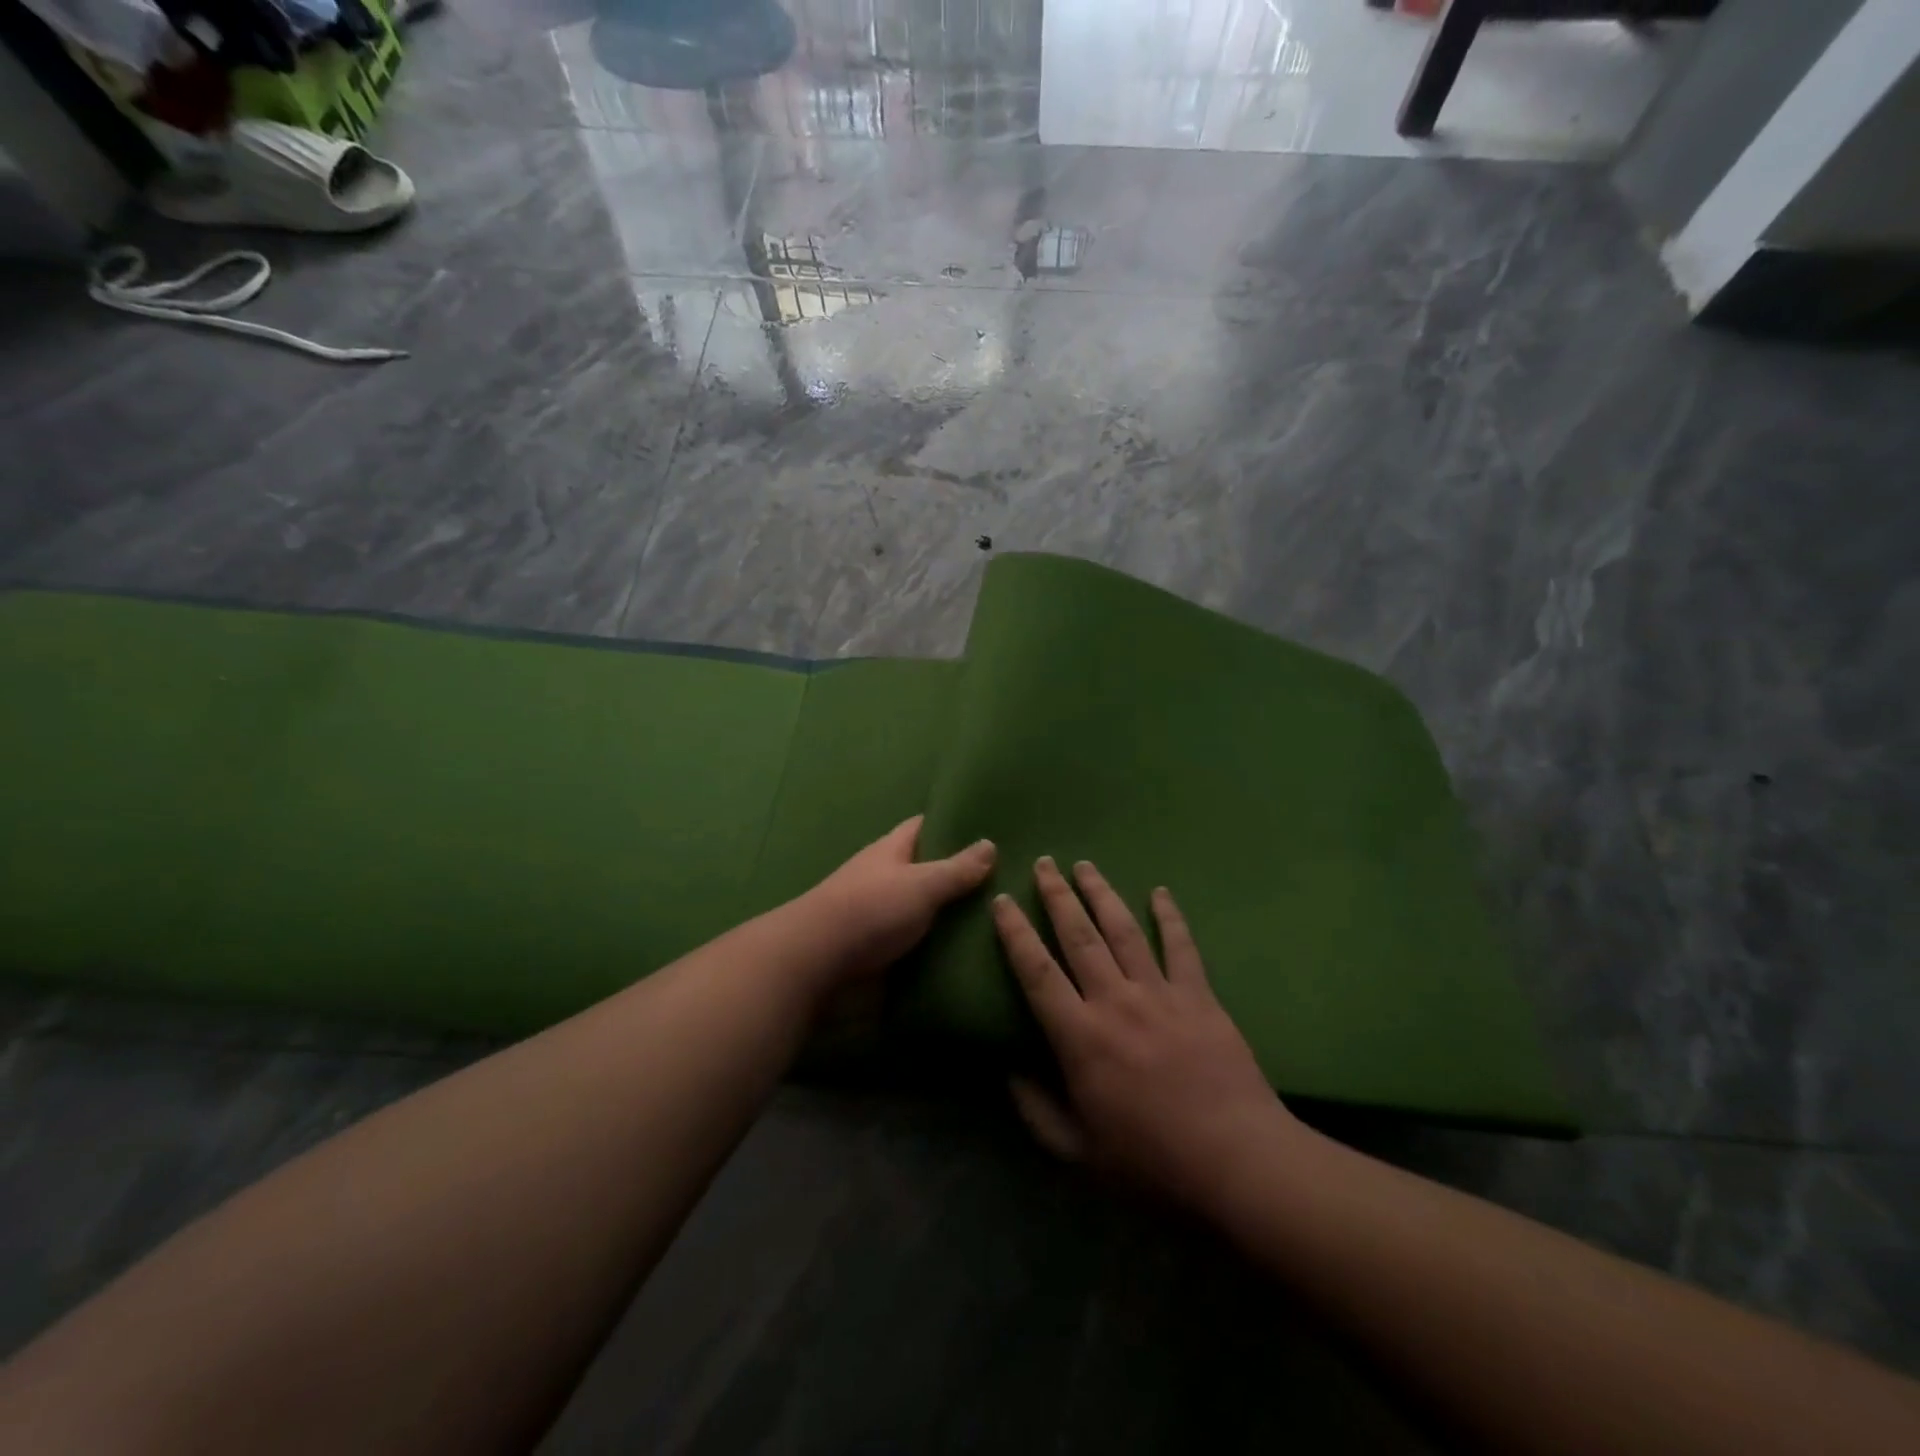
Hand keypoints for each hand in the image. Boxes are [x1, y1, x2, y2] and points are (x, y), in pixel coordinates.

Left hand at [796, 817, 996, 984]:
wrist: (818, 963)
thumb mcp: (921, 884)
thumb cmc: (870, 910)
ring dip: (953, 914)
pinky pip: (919, 942)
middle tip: (1010, 881)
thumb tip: (990, 843)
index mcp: (892, 850)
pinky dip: (940, 946)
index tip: (991, 828)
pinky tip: (973, 952)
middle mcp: (886, 877)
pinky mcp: (882, 950)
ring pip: (926, 908)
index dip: (954, 824)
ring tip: (1002, 918)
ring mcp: (882, 915)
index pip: (925, 826)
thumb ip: (956, 868)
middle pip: (928, 869)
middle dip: (961, 874)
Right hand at [993, 857, 1303, 1209]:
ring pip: (1123, 930)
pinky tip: (1160, 892)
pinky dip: (1170, 916)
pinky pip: (1181, 947)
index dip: (1015, 933)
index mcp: (1080, 1037)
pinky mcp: (1199, 997)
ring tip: (1085, 865)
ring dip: (1101, 894)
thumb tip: (1008, 1072)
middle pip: (1078, 936)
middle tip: (1044, 863)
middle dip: (1057, 895)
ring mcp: (1160, 994)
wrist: (1236, 1161)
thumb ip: (1037, 1111)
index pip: (1036, 971)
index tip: (1002, 901)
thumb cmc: (1151, 1162)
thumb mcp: (1079, 1152)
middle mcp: (1114, 1001)